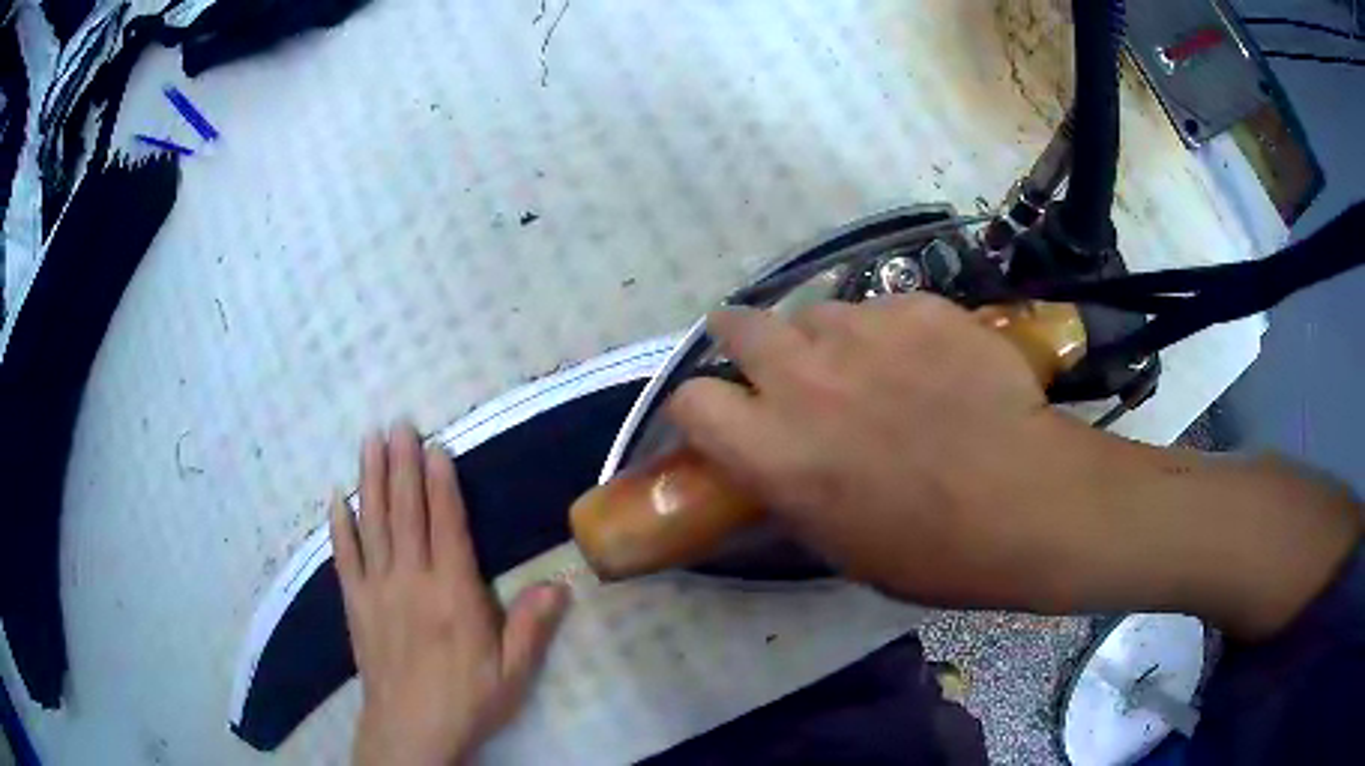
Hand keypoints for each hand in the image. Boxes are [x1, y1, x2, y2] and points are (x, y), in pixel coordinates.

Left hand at [332, 424, 569, 765]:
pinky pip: (344, 556)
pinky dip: (339, 525)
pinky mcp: (355, 603)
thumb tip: (561, 583)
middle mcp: (411, 580)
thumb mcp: (512, 672)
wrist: (410, 730)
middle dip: (401, 465)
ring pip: (373, 524)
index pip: (445, 525)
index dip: (440, 483)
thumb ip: (532, 626)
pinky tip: (335, 498)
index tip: (434, 446)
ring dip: (370, 480)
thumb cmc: (467, 700)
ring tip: (369, 442)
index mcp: (452, 594)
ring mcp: (377, 589)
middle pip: (405, 513)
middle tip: (397, 424)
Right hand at [667, 295, 1361, 636]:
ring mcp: (900, 335)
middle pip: (753, 331)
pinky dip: (864, 324)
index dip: (684, 415)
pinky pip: (878, 304)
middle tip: (741, 377)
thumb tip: (765, 474)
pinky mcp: (949, 318)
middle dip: (733, 351)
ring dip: (804, 333)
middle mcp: (847, 377)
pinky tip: (885, 351)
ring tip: (821, 368)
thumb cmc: (978, 558)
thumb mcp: (870, 556)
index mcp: (822, 449)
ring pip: (816, 305)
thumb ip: (808, 502)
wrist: (1085, 510)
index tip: (681, 430)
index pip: (709, 404)